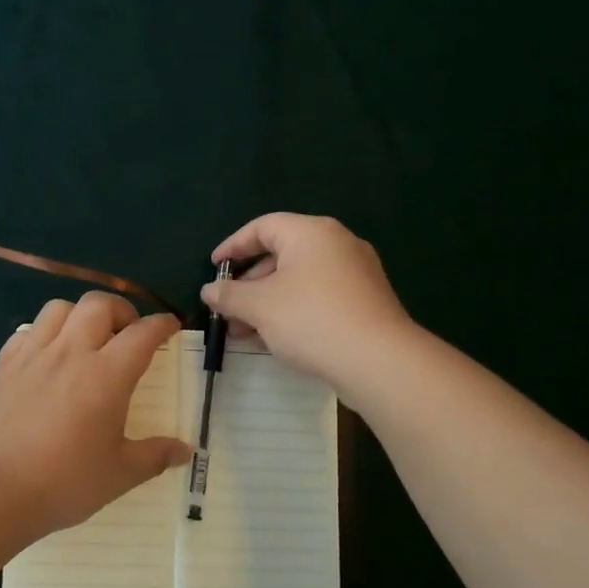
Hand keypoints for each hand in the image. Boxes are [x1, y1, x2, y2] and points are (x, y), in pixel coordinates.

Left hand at [0, 293, 190, 540]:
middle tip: (126, 333)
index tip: (169, 326)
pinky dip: (44, 333)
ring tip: (85, 339)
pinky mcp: (3, 365)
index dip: (161, 325)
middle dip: (120, 310)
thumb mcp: (120, 474)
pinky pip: (27, 330)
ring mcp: (33, 355)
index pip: (142, 334)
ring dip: (79, 315)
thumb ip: (155, 456)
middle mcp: (70, 353)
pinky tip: (47, 356)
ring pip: (59, 308)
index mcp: (106, 376)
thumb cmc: (65, 482)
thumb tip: (185, 450)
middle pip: (98, 304)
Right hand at [202, 213, 415, 398]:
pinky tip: (274, 339)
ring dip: (267, 302)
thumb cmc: (311, 320)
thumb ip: (229, 295)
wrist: (378, 360)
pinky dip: (291, 311)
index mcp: (311, 232)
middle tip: (227, 308)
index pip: (262, 227)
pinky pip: (318, 297)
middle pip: (281, 254)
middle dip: (248, 284)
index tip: (214, 267)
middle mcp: (336, 244)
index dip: (233, 246)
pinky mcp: (364, 301)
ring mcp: (355, 273)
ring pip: (298, 280)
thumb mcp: (259, 306)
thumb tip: (209, 291)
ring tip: (243, 333)